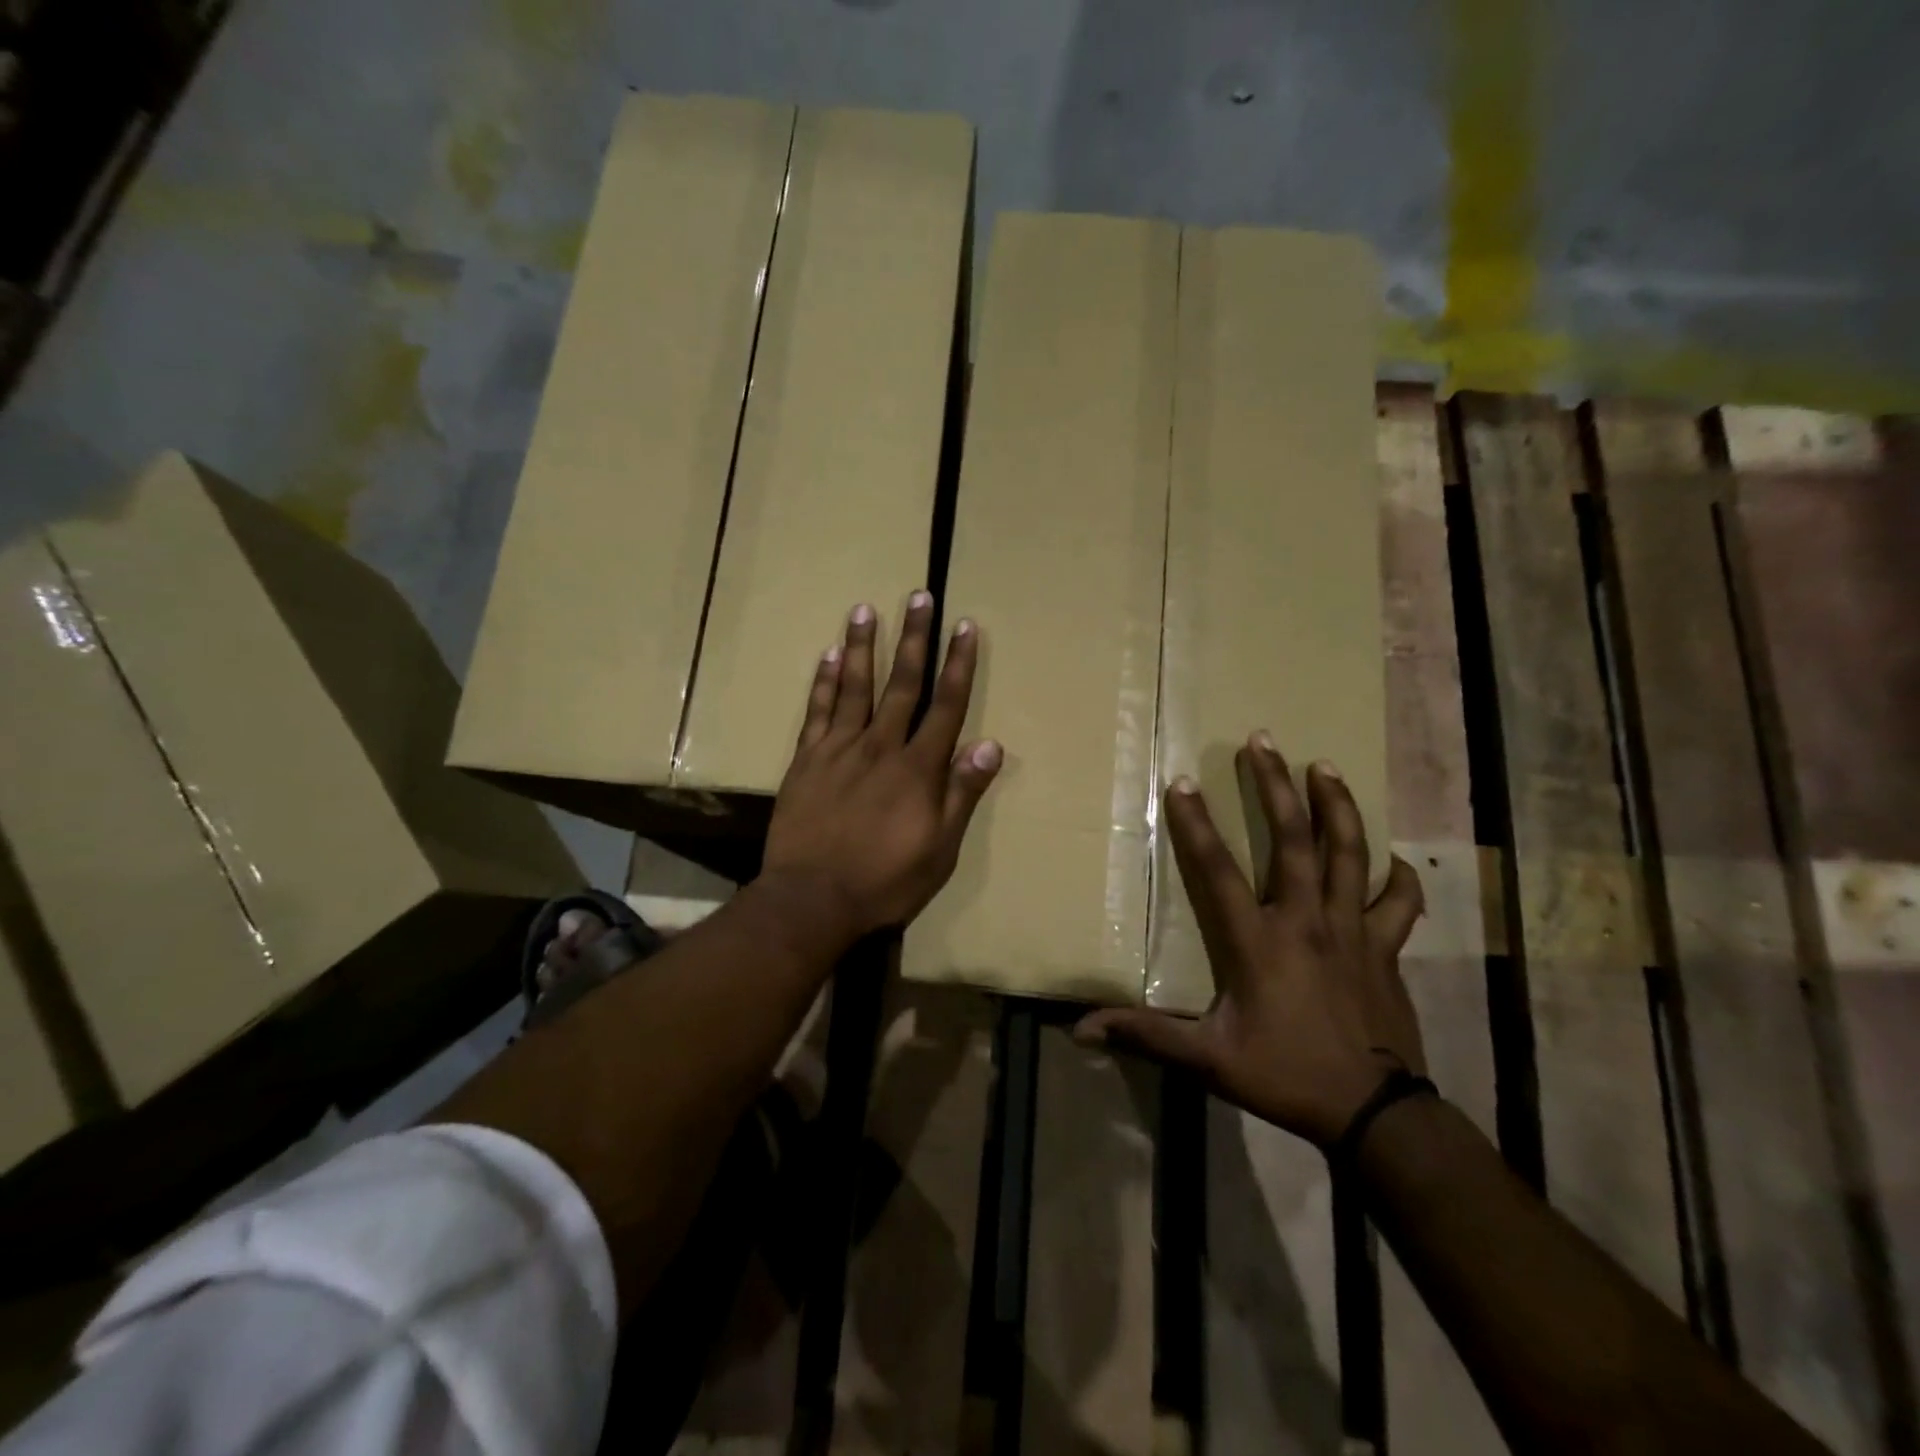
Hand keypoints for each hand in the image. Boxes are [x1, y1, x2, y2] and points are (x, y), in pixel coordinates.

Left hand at [763, 593, 1002, 936]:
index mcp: (918, 769)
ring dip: (862, 646)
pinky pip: (816, 712)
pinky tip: (828, 656)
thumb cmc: (885, 881)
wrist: (812, 899)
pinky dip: (823, 683)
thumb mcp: (940, 849)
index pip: (946, 706)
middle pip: (902, 684)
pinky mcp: (806, 761)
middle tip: (919, 597)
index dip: (958, 664)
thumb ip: (962, 794)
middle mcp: (880, 747)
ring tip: (865, 609)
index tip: (965, 626)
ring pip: (854, 687)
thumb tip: (990, 745)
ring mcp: (839, 750)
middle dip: (915, 638)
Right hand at [1077, 733, 1425, 1147]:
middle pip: (1293, 840)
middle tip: (1263, 741)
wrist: (1375, 1114)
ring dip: (1336, 807)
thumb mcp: (1209, 1060)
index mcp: (1259, 941)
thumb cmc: (1286, 1076)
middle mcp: (1306, 921)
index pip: (1218, 870)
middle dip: (1275, 786)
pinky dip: (1397, 876)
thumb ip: (1146, 1036)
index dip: (1197, 825)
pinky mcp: (1386, 948)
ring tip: (1323, 766)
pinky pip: (1397, 902)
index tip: (1183, 782)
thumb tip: (1081, 1029)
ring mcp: (1352, 930)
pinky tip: (1392, 857)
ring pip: (1349, 854)